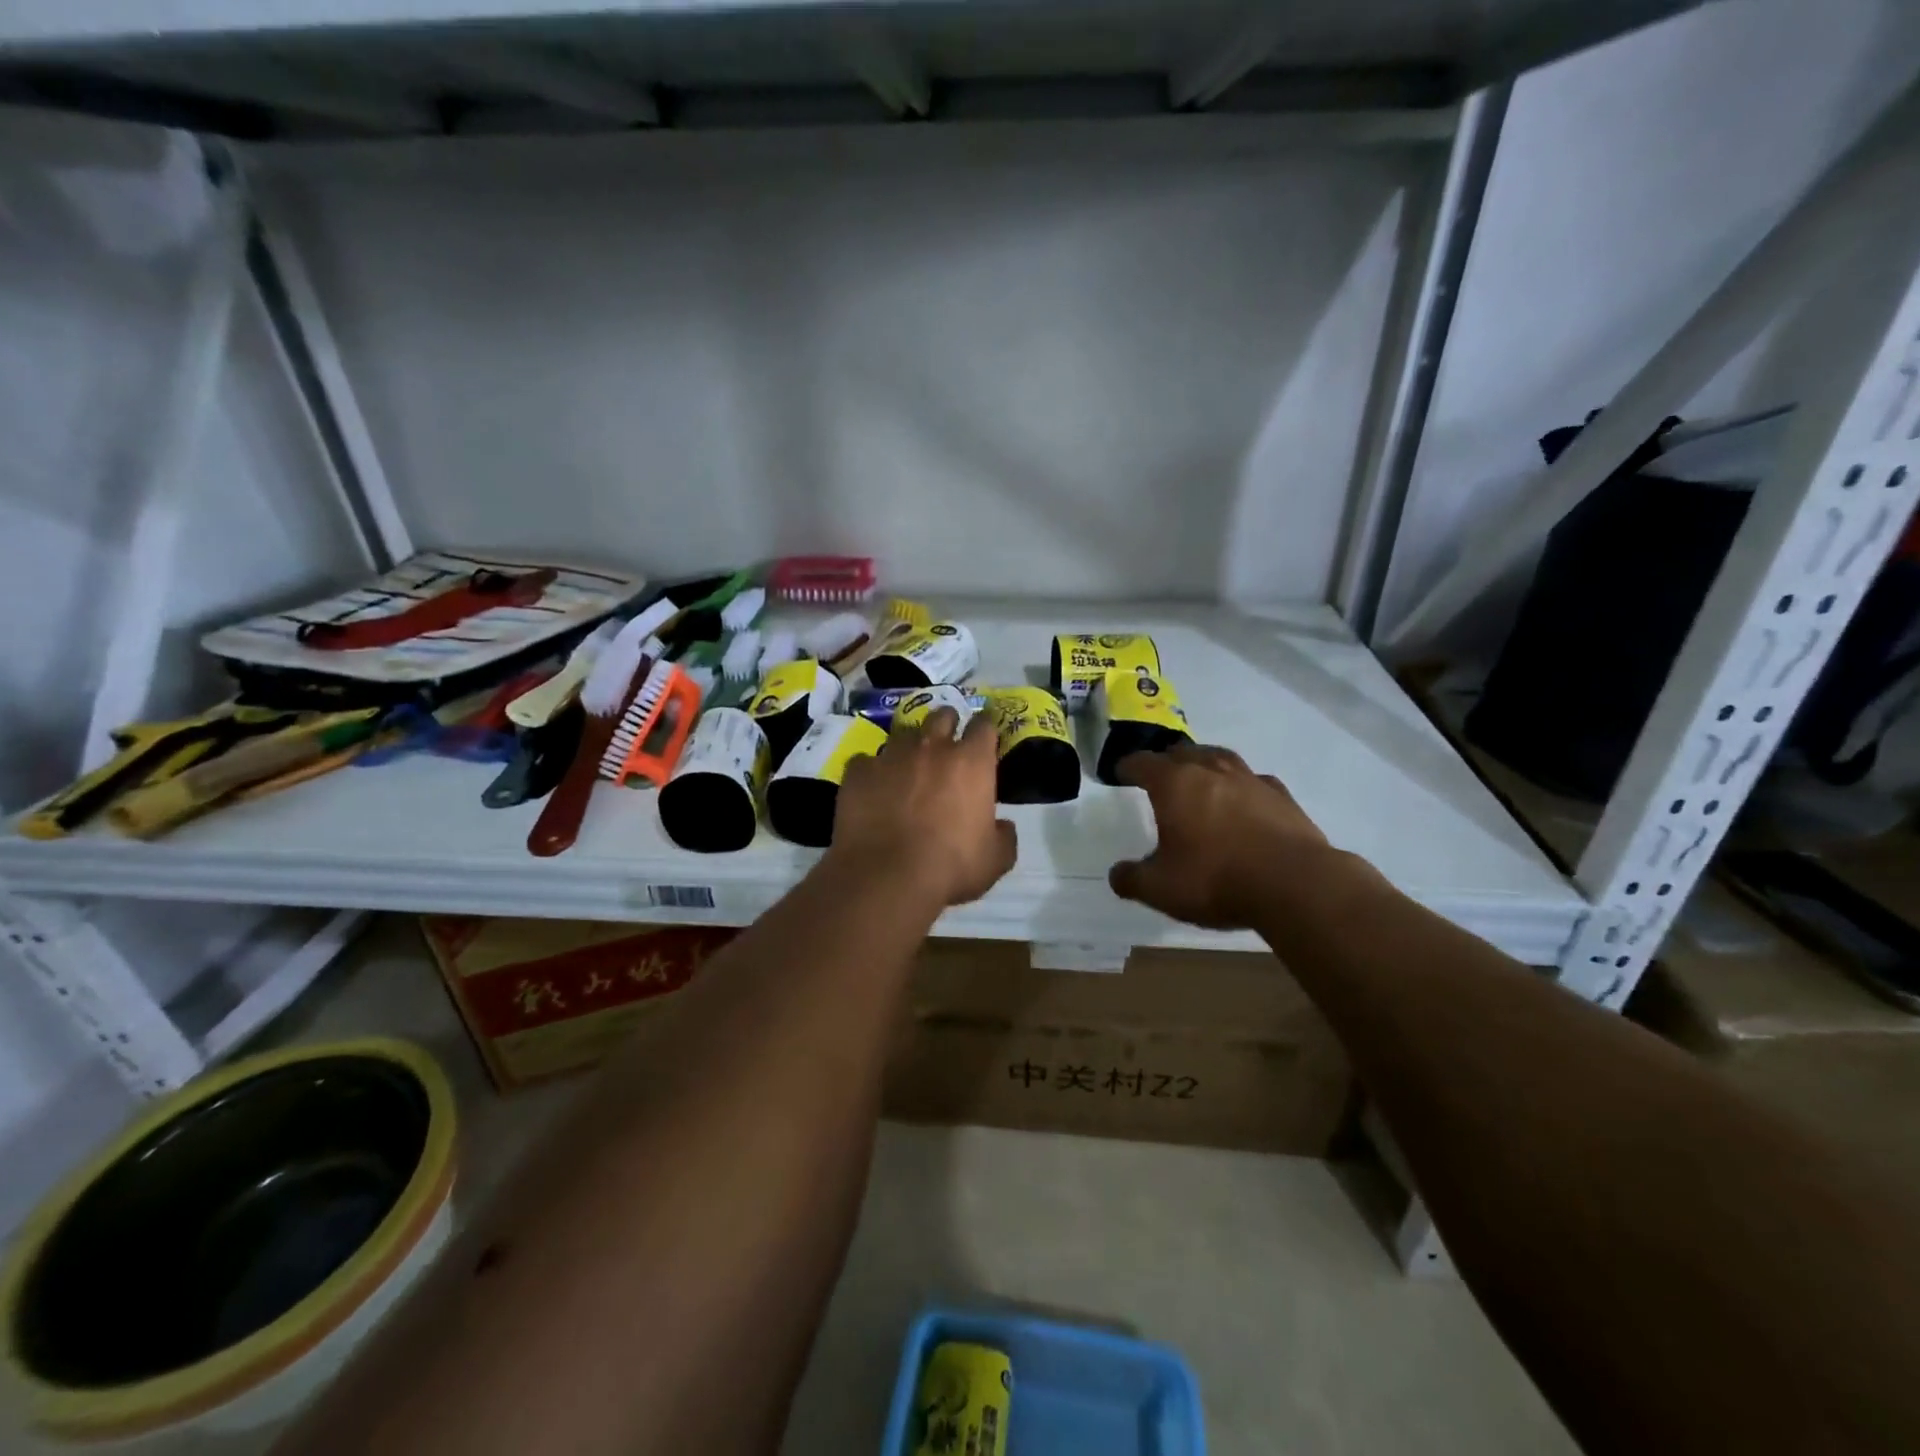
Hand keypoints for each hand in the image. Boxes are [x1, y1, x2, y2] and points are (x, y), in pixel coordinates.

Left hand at [829, 708, 1017, 907]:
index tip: (984, 740)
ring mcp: (891, 755)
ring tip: (907, 769)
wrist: (887, 876)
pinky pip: (866, 761)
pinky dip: (872, 772)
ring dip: (910, 747)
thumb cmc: (950, 866)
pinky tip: (872, 790)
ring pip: (903, 735)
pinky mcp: (858, 771)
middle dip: (947, 725)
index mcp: (971, 762)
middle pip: (942, 716)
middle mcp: (932, 748)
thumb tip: (1003, 826)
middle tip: (946, 746)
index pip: (984, 726)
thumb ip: (1004, 836)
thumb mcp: (994, 860)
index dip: (985, 729)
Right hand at [1109, 744, 1332, 929]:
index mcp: (1174, 784)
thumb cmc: (1216, 879)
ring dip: (1204, 764)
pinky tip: (1244, 801)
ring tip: (1200, 778)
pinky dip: (1242, 787)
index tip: (1120, 774)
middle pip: (1181, 752)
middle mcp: (1210, 770)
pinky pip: (1254, 781)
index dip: (1127, 768)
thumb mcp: (1160, 889)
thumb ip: (1132, 879)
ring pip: (1220, 758)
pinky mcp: (1282, 795)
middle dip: (1165, 761)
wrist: (1295, 884)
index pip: (1142, 763)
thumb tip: (1117, 875)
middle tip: (1159, 777)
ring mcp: (1250, 779)